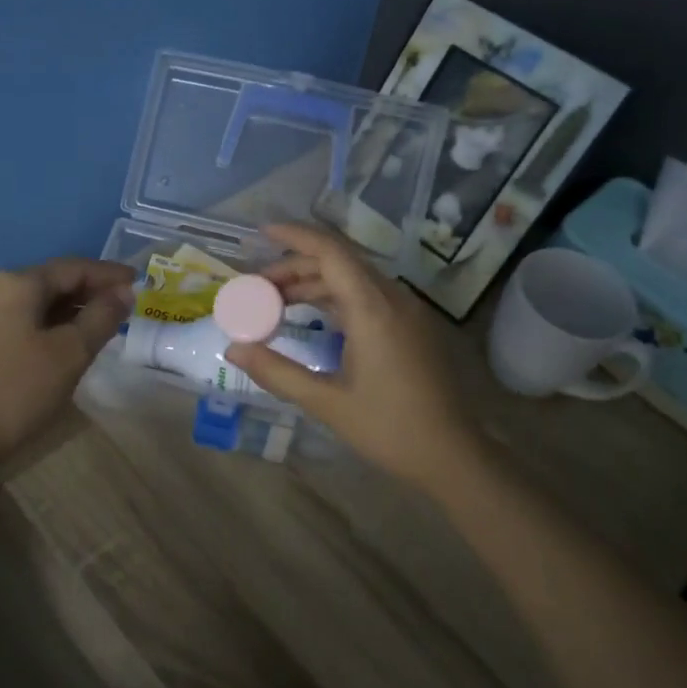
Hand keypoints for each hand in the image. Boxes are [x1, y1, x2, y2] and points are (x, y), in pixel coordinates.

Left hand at [0, 257, 135, 475]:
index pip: (73, 267)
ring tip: (100, 325)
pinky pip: (19, 321)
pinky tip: (63, 343)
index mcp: (16, 284)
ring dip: (69, 310)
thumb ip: (101, 317)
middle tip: (124, 306)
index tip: (139, 282)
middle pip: (51, 281)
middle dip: (89, 292)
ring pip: (34, 303)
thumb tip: (122, 293)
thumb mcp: (70, 353)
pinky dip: (47, 325)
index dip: (109, 274)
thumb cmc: (17, 391)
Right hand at [224, 224, 487, 488]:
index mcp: (373, 309)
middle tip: (257, 288)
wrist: (452, 455)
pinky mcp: (411, 326)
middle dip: (295, 266)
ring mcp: (406, 311)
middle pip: (339, 262)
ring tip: (275, 303)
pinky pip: (367, 296)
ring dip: (314, 284)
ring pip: (353, 279)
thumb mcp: (326, 402)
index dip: (295, 236)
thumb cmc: (389, 428)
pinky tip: (312, 317)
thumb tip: (234, 350)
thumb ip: (277, 372)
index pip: (330, 252)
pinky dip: (334, 298)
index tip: (261, 232)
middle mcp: (392, 298)